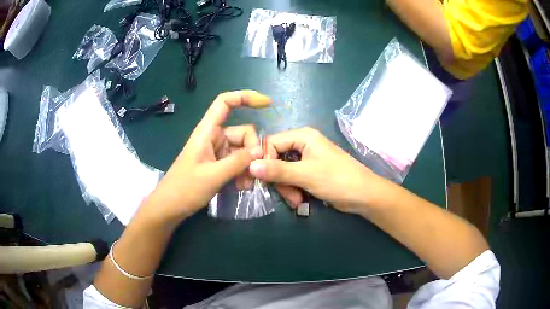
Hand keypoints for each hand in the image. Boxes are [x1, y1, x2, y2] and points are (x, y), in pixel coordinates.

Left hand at [142, 90, 270, 223]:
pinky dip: (243, 172)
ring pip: (243, 150)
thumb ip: (237, 162)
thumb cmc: (185, 189)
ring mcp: (217, 151)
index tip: (267, 104)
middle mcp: (214, 137)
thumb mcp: (213, 176)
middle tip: (253, 173)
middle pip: (243, 132)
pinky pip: (237, 162)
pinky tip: (242, 187)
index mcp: (207, 131)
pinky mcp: (218, 164)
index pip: (225, 103)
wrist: (169, 207)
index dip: (245, 97)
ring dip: (248, 166)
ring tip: (246, 185)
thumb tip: (259, 151)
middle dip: (252, 151)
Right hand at [249, 127, 381, 214]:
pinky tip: (299, 201)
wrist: (363, 195)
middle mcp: (303, 144)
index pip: (271, 143)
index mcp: (303, 136)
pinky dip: (293, 190)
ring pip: (283, 172)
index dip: (264, 160)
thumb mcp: (305, 174)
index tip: (262, 179)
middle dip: (279, 179)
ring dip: (286, 188)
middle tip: (286, 195)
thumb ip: (277, 170)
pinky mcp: (310, 172)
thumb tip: (250, 166)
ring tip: (296, 201)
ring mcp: (306, 159)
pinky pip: (292, 179)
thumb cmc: (337, 179)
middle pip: (276, 158)